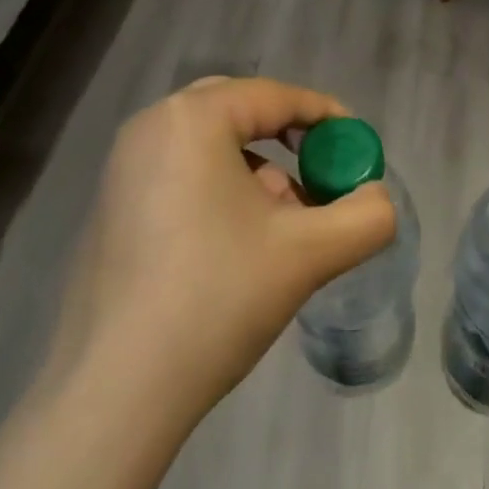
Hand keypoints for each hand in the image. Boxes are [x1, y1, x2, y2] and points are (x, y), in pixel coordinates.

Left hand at [42, 76, 396, 420]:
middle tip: (320, 173)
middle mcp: (151, 127)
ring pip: (210, 146)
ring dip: (257, 170)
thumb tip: (378, 199)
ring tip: (285, 222)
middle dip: (288, 140)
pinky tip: (240, 244)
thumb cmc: (216, 298)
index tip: (358, 147)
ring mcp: (122, 168)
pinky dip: (221, 190)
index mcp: (192, 118)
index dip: (326, 116)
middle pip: (240, 112)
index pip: (276, 97)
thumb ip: (365, 217)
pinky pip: (181, 174)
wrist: (114, 392)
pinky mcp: (111, 207)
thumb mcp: (309, 253)